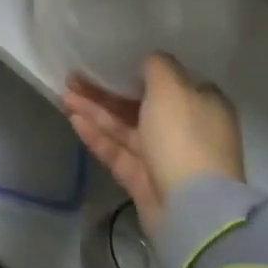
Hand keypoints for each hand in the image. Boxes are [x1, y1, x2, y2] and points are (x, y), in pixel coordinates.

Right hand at [62, 54, 244, 231]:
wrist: (192, 208)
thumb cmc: (184, 136)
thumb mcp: (172, 87)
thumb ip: (157, 66)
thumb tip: (149, 60)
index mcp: (203, 104)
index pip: (171, 81)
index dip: (140, 69)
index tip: (113, 59)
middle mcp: (185, 128)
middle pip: (140, 104)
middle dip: (107, 90)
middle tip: (75, 75)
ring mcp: (163, 156)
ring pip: (124, 128)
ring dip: (95, 110)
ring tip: (65, 94)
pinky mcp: (144, 180)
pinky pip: (118, 151)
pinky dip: (97, 136)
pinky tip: (74, 120)